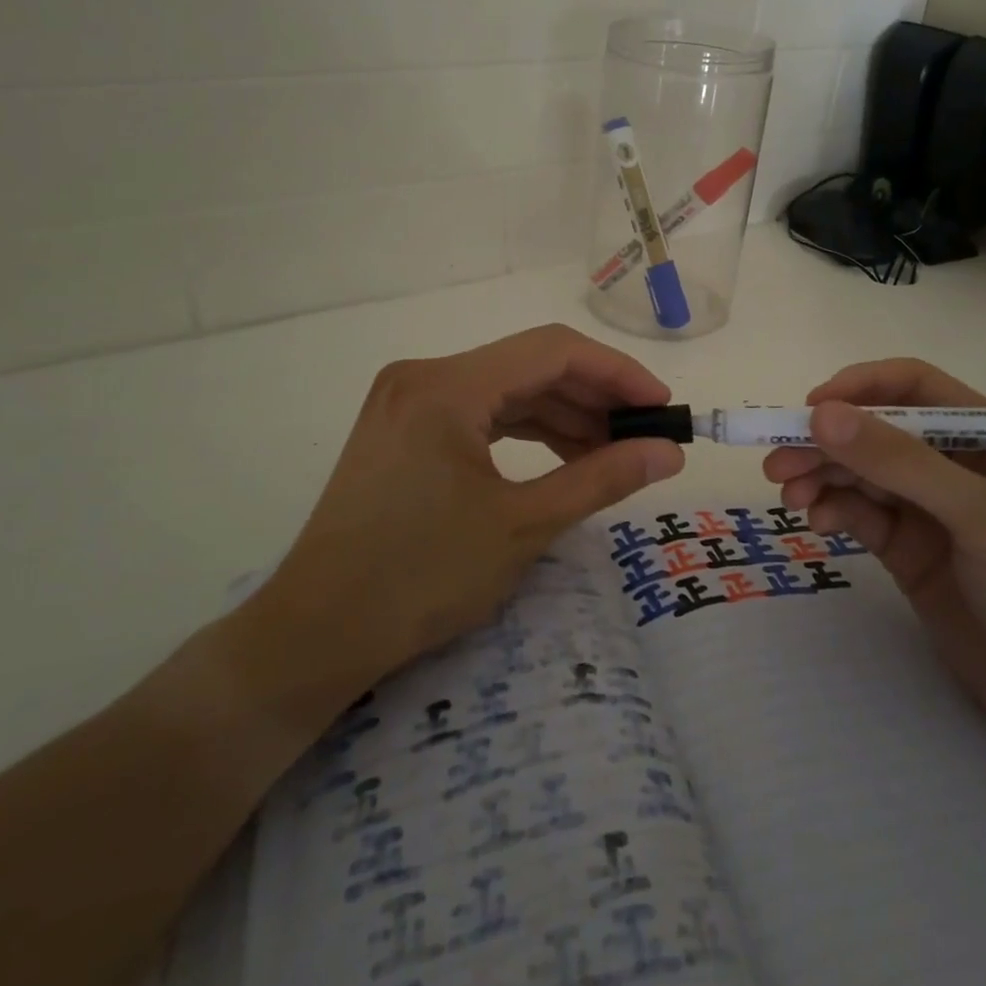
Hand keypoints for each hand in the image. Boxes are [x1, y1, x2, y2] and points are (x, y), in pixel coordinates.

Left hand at [230, 325, 684, 714]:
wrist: (317, 634)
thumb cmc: (421, 578)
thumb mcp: (522, 526)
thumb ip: (601, 479)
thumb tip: (669, 453)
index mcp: (447, 385)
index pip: (552, 351)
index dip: (617, 373)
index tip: (662, 407)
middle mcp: (424, 376)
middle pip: (528, 366)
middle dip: (593, 397)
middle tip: (645, 434)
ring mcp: (408, 401)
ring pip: (505, 390)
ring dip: (562, 415)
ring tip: (612, 452)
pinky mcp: (403, 429)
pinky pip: (479, 414)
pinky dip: (525, 432)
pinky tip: (563, 457)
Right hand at [763, 358, 985, 756]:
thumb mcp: (983, 517)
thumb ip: (902, 463)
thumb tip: (821, 415)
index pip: (914, 389)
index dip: (860, 389)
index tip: (809, 409)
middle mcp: (957, 466)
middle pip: (876, 433)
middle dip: (827, 441)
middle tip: (777, 462)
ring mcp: (930, 511)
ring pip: (860, 474)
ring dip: (821, 476)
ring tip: (789, 494)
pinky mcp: (909, 552)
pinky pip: (860, 515)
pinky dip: (833, 511)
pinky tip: (818, 523)